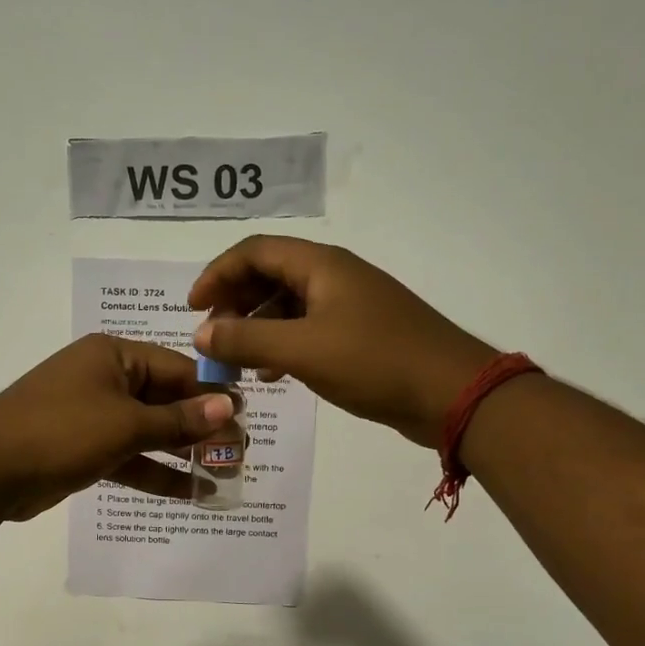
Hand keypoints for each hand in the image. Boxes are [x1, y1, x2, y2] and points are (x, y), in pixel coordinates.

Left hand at [0, 334, 234, 521]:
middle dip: (200, 428)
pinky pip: (129, 456)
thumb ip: (178, 420)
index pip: (177, 368)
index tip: (245, 417)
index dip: (212, 393)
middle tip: (240, 452)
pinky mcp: (84, 448)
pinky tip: (190, 494)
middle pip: (165, 401)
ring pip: (148, 433)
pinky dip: (154, 473)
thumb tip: (228, 407)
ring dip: (182, 454)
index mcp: (114, 356)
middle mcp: (105, 379)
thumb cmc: (61, 431)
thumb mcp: (125, 424)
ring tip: (223, 475)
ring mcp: (93, 415)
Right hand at [189, 236, 496, 448]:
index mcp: (321, 266)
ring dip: (256, 327)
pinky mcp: (359, 335)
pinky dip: (281, 346)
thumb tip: (201, 332)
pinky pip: (307, 330)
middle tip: (212, 336)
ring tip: (234, 359)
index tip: (192, 307)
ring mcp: (349, 306)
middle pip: (270, 275)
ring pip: (288, 305)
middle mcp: (333, 277)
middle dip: (235, 302)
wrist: (452, 394)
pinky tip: (270, 375)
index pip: (255, 251)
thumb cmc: (375, 361)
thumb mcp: (303, 350)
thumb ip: (248, 339)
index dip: (218, 273)